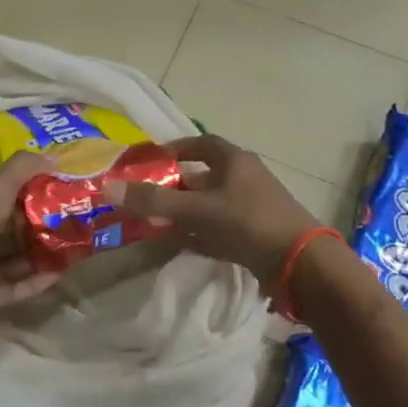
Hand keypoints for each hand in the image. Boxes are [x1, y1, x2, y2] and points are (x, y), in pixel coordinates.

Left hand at [0, 153, 62, 312]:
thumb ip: (23, 169)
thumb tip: (55, 157)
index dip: (25, 197)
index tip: (54, 194)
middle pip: (8, 234)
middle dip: (37, 229)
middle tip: (69, 223)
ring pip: (12, 262)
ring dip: (39, 257)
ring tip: (70, 249)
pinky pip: (14, 288)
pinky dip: (35, 282)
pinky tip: (59, 274)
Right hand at [106, 134, 320, 291]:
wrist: (299, 263)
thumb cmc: (247, 223)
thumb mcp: (197, 209)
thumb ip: (154, 200)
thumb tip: (108, 187)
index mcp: (234, 161)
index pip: (201, 143)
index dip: (176, 148)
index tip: (151, 159)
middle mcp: (245, 178)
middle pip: (204, 175)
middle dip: (176, 185)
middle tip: (147, 196)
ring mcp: (253, 207)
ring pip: (212, 204)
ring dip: (187, 211)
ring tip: (157, 222)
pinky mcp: (257, 233)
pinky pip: (222, 228)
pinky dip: (201, 233)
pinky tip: (183, 244)